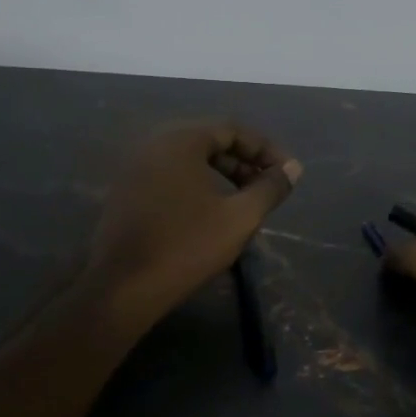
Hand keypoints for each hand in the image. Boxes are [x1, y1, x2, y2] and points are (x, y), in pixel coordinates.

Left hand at [86, 122, 301, 328]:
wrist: (122, 287)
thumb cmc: (186, 246)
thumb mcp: (239, 217)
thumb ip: (270, 188)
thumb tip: (293, 168)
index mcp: (180, 140)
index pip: (232, 129)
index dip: (265, 149)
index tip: (287, 173)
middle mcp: (153, 143)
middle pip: (209, 140)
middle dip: (244, 161)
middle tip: (268, 187)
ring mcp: (135, 167)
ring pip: (189, 159)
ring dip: (221, 174)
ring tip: (245, 201)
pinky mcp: (126, 191)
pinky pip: (170, 175)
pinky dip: (197, 185)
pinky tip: (211, 213)